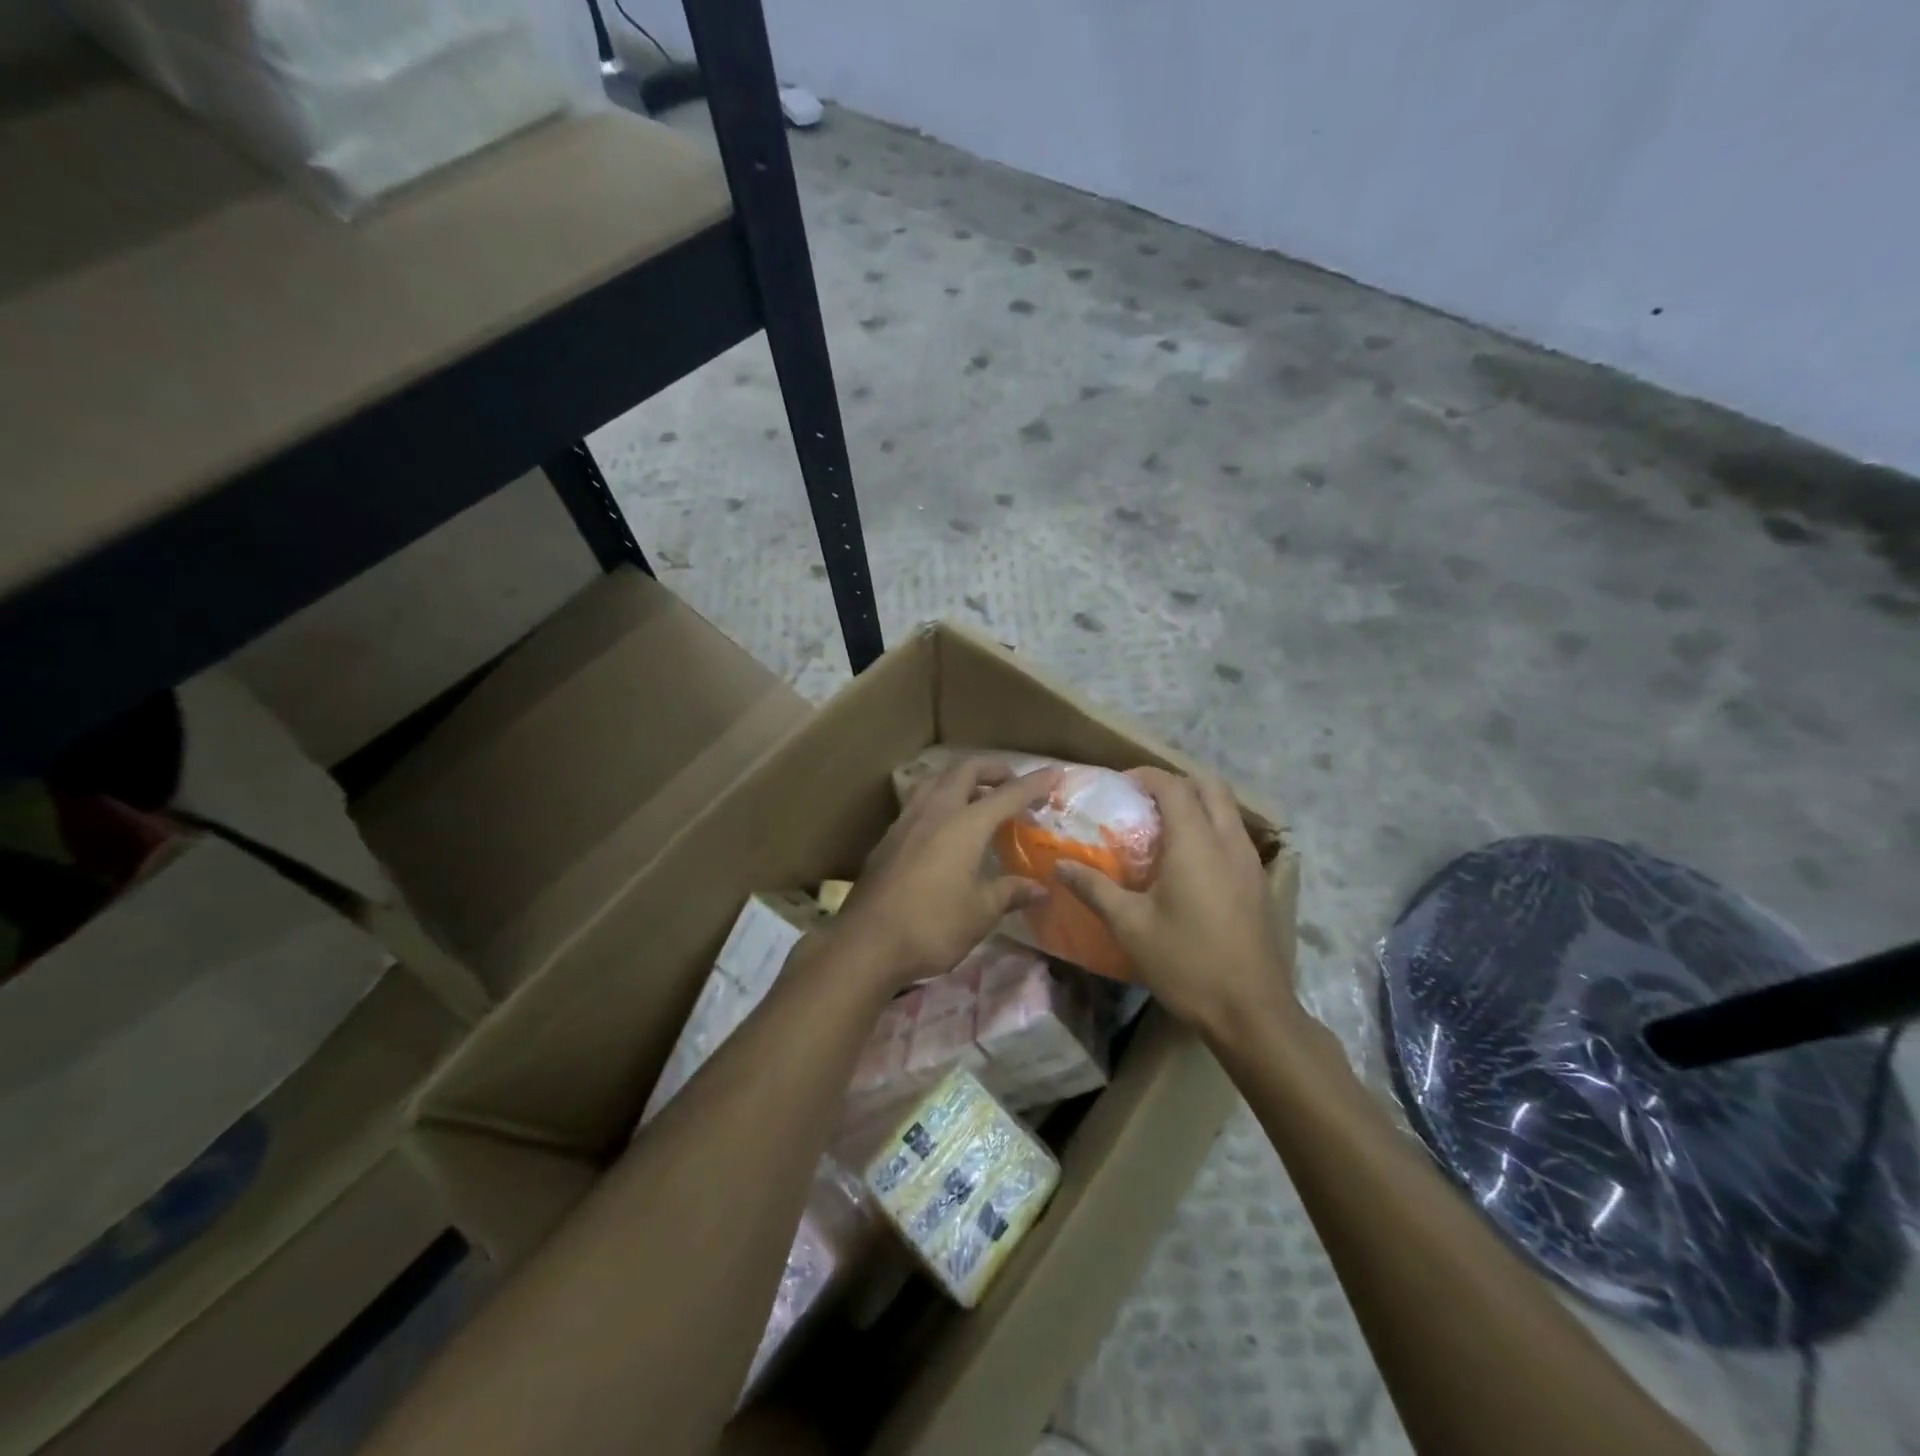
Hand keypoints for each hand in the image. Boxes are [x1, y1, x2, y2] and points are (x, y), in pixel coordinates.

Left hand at [833, 760, 1061, 988]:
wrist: (866, 943)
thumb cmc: (932, 926)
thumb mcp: (980, 913)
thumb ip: (1010, 892)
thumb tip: (1039, 888)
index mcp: (964, 824)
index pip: (1007, 794)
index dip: (1034, 784)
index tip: (1056, 773)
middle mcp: (935, 811)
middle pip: (965, 771)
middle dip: (993, 771)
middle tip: (1012, 784)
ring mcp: (906, 821)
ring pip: (936, 781)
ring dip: (961, 780)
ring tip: (977, 799)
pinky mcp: (887, 838)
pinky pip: (918, 802)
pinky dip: (939, 800)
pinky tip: (942, 827)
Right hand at [1055, 768, 1292, 1037]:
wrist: (1252, 1012)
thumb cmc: (1187, 963)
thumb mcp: (1131, 927)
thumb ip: (1094, 889)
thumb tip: (1059, 865)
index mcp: (1196, 843)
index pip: (1174, 786)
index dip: (1146, 776)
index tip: (1120, 785)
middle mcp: (1229, 842)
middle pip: (1210, 786)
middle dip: (1176, 782)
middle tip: (1143, 801)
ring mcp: (1251, 862)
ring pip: (1228, 810)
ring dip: (1197, 804)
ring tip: (1162, 828)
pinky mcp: (1260, 884)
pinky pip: (1235, 836)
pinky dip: (1211, 829)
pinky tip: (1189, 863)